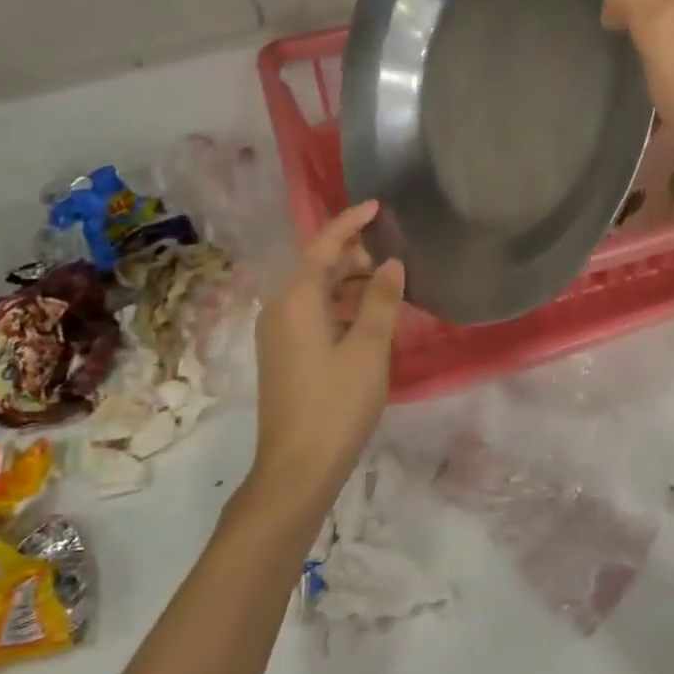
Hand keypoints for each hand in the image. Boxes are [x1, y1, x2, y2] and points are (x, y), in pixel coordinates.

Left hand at [247, 201, 404, 507]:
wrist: (297, 467)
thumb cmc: (336, 404)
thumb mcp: (368, 349)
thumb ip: (381, 301)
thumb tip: (391, 263)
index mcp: (296, 300)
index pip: (323, 246)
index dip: (351, 223)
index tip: (378, 205)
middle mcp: (279, 309)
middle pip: (318, 267)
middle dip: (355, 257)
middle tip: (396, 260)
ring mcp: (278, 335)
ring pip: (316, 294)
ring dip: (350, 286)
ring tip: (389, 290)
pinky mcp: (283, 356)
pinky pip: (313, 316)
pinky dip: (341, 309)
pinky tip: (369, 322)